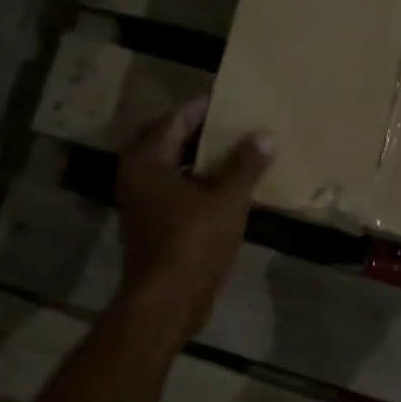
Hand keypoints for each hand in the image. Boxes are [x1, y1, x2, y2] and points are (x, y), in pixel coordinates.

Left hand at [114, 96, 273, 340]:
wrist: (165, 302)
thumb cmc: (193, 243)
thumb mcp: (228, 200)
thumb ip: (246, 165)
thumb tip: (265, 136)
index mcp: (148, 160)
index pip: (175, 119)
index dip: (203, 107)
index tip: (231, 99)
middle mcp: (136, 175)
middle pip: (165, 138)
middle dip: (194, 129)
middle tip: (228, 123)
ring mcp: (140, 201)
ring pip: (168, 165)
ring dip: (195, 156)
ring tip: (232, 149)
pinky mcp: (150, 223)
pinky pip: (172, 187)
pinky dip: (194, 180)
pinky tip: (224, 185)